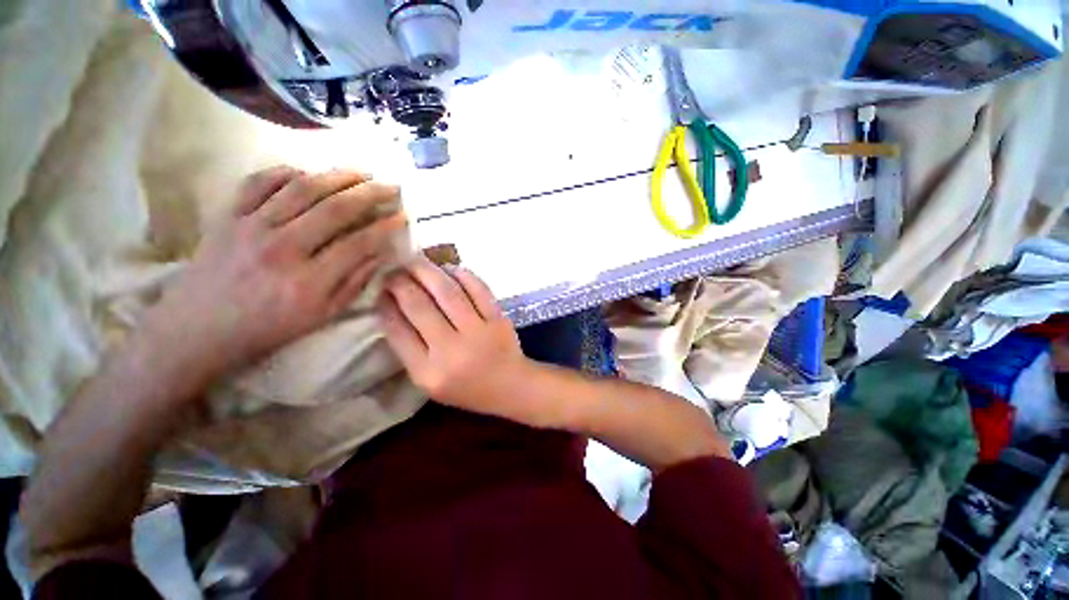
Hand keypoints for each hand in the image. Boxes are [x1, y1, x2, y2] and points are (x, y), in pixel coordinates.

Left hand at [140, 166, 405, 382]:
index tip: (403, 216)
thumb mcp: (323, 315)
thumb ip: (355, 282)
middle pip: (335, 208)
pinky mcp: (227, 216)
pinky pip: (258, 181)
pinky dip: (286, 171)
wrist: (198, 329)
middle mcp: (282, 248)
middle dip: (371, 193)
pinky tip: (308, 173)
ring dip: (337, 175)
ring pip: (302, 188)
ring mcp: (250, 227)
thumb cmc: (269, 327)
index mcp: (309, 281)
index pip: (359, 243)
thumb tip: (381, 253)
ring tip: (361, 171)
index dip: (386, 226)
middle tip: (391, 185)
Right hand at [378, 257, 535, 421]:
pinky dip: (462, 275)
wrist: (510, 386)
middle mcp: (451, 350)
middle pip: (419, 306)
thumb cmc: (467, 388)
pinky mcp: (498, 319)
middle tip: (393, 270)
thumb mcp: (429, 381)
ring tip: (416, 262)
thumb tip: (393, 309)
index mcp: (428, 372)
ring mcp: (478, 332)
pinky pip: (478, 289)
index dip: (385, 305)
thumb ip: (410, 351)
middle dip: (400, 282)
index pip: (397, 331)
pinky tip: (449, 268)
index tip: (380, 290)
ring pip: (448, 292)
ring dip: (428, 271)